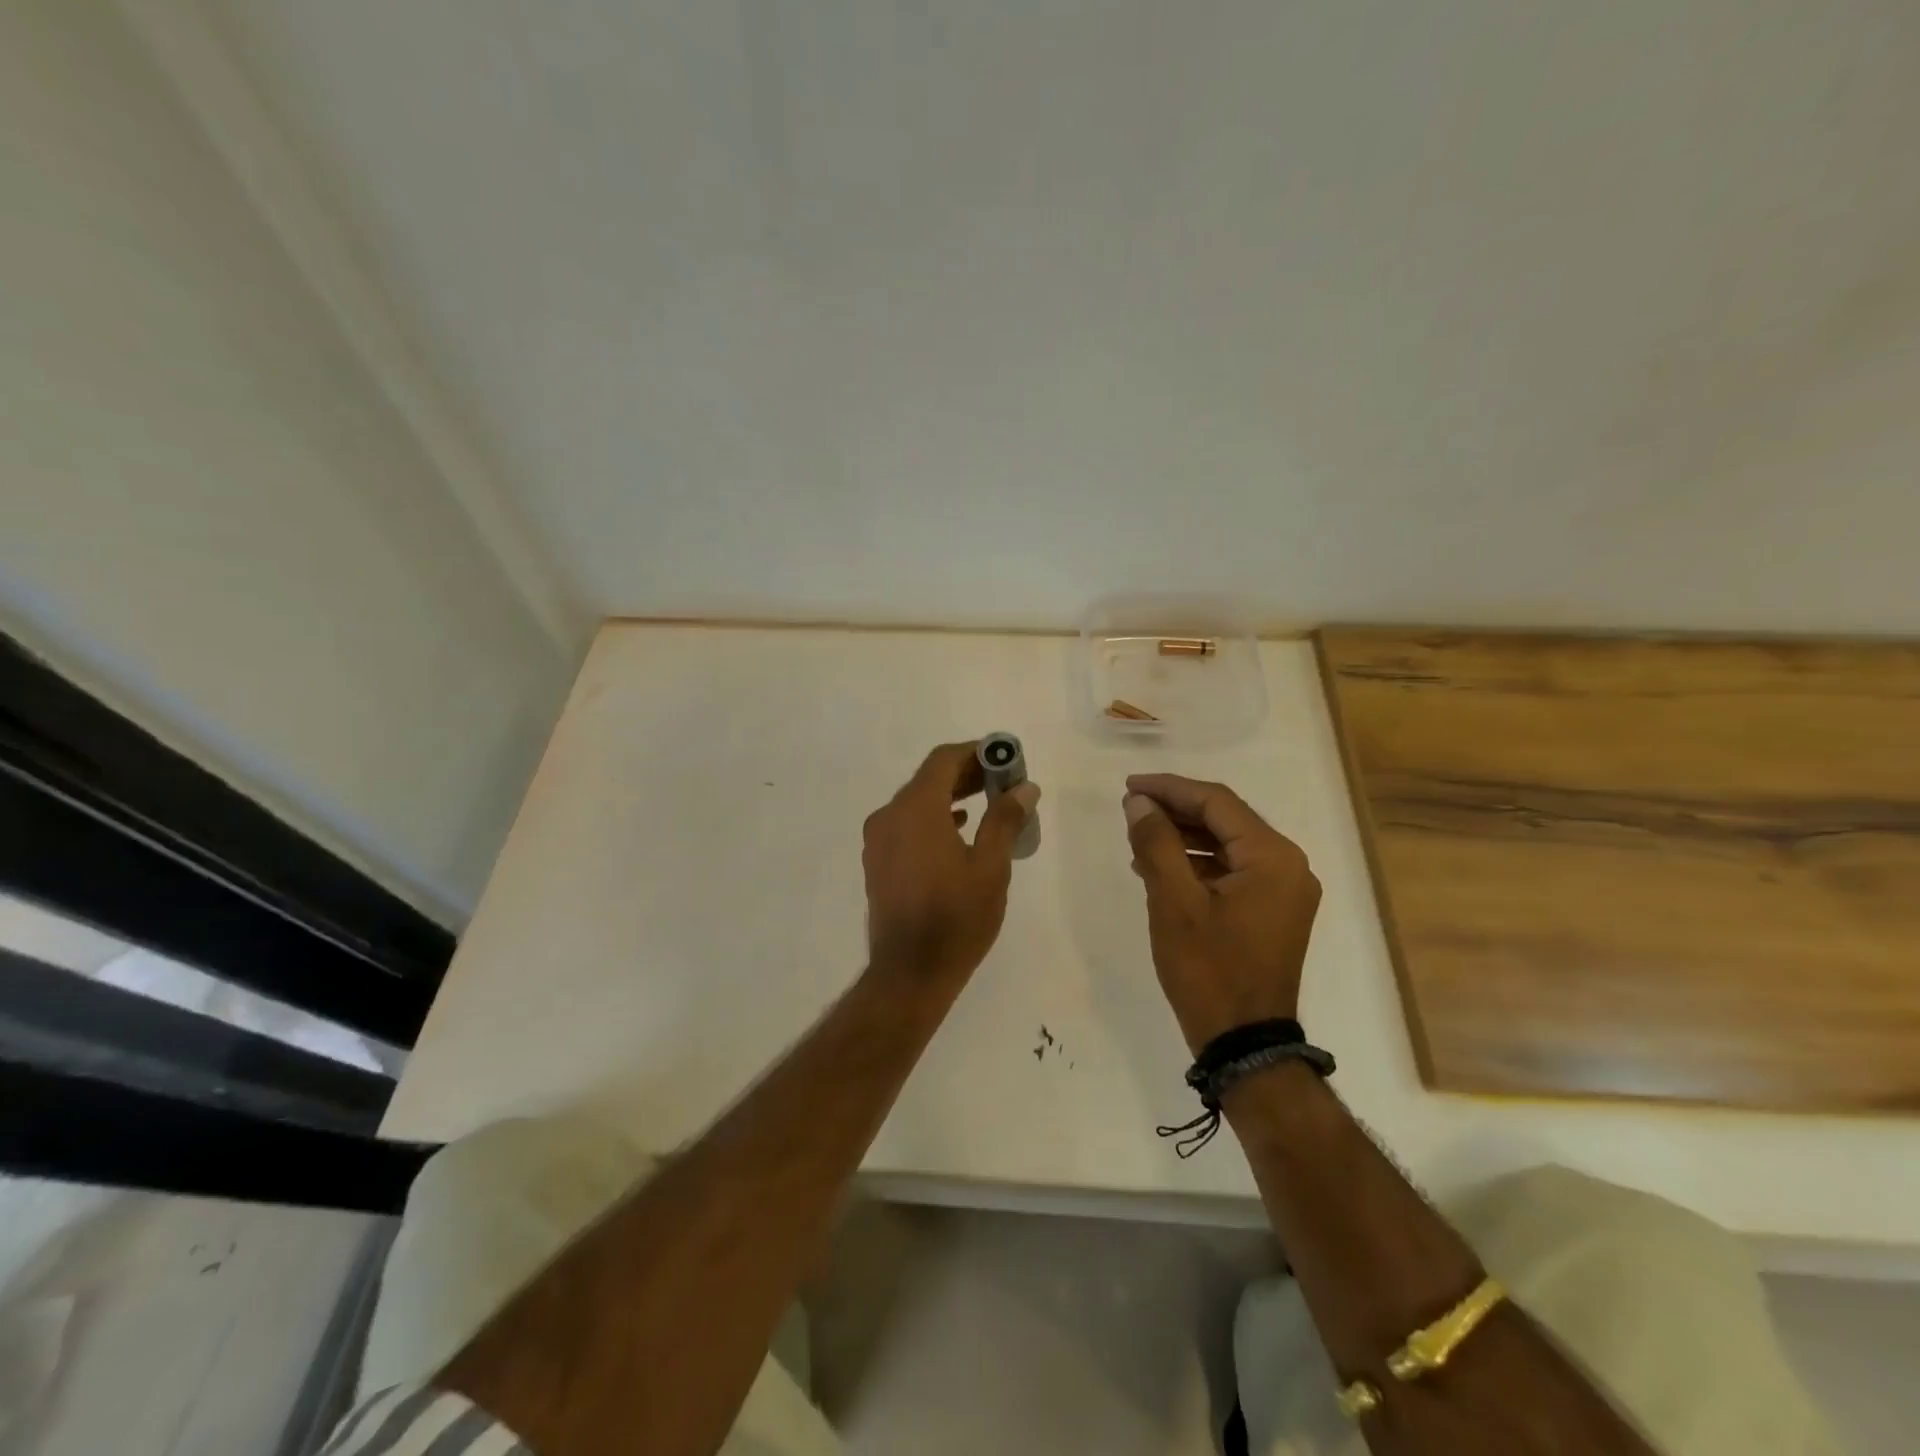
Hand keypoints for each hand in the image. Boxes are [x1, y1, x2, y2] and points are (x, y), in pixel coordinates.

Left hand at [863, 742, 1041, 986]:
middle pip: (928, 779)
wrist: (910, 972)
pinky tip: (959, 829)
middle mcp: (889, 816)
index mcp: (915, 809)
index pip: (943, 760)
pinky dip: (933, 818)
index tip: (1005, 758)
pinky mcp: (877, 861)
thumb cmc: (956, 918)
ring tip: (989, 801)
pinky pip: (906, 824)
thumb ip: (1005, 820)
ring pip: (916, 802)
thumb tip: (1024, 787)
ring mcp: (878, 840)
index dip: (975, 752)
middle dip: (966, 774)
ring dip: (950, 796)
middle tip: (1003, 779)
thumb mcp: (990, 867)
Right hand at [1123, 774, 1321, 1052]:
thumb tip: (1139, 802)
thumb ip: (1156, 843)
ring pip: (1228, 844)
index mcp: (1272, 857)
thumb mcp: (1173, 902)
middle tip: (1131, 807)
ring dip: (1184, 837)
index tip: (1129, 786)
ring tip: (1139, 837)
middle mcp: (1288, 866)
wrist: (1244, 1044)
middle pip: (1226, 819)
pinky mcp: (1274, 911)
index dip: (1169, 788)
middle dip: (1176, 810)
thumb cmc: (1208, 970)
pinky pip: (1233, 870)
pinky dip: (1198, 864)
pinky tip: (1162, 868)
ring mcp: (1285, 891)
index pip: (1217, 802)